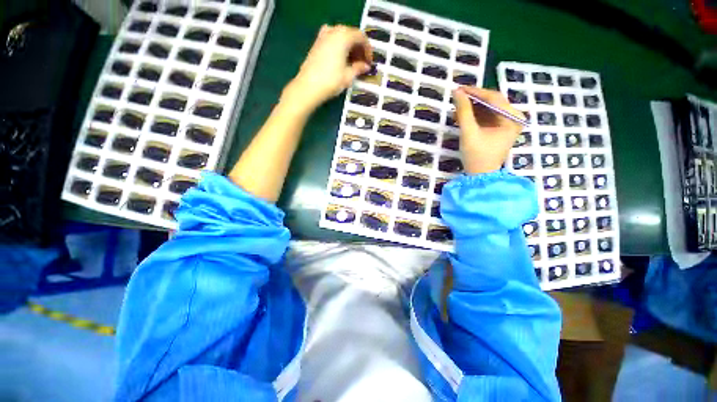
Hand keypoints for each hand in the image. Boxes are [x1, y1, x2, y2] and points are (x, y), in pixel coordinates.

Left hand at [283, 25, 371, 110]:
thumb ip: (359, 68)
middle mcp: (333, 31)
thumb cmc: (331, 81)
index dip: (368, 50)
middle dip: (359, 48)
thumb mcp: (348, 76)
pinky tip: (341, 60)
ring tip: (353, 63)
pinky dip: (339, 47)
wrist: (308, 87)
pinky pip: (332, 41)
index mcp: (343, 36)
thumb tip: (366, 66)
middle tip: (362, 63)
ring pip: (341, 37)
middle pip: (351, 35)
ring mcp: (323, 36)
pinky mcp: (316, 44)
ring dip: (349, 48)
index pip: (361, 37)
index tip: (370, 62)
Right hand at [453, 87, 524, 173]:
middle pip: (492, 102)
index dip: (475, 92)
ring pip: (489, 108)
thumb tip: (456, 92)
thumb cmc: (477, 155)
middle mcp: (514, 117)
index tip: (458, 89)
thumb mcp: (469, 132)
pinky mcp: (501, 128)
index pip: (493, 98)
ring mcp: (508, 123)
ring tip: (457, 109)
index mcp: (512, 118)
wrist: (481, 175)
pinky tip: (463, 117)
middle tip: (456, 99)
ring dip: (473, 108)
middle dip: (473, 100)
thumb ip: (463, 111)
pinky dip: (475, 115)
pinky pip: (488, 116)